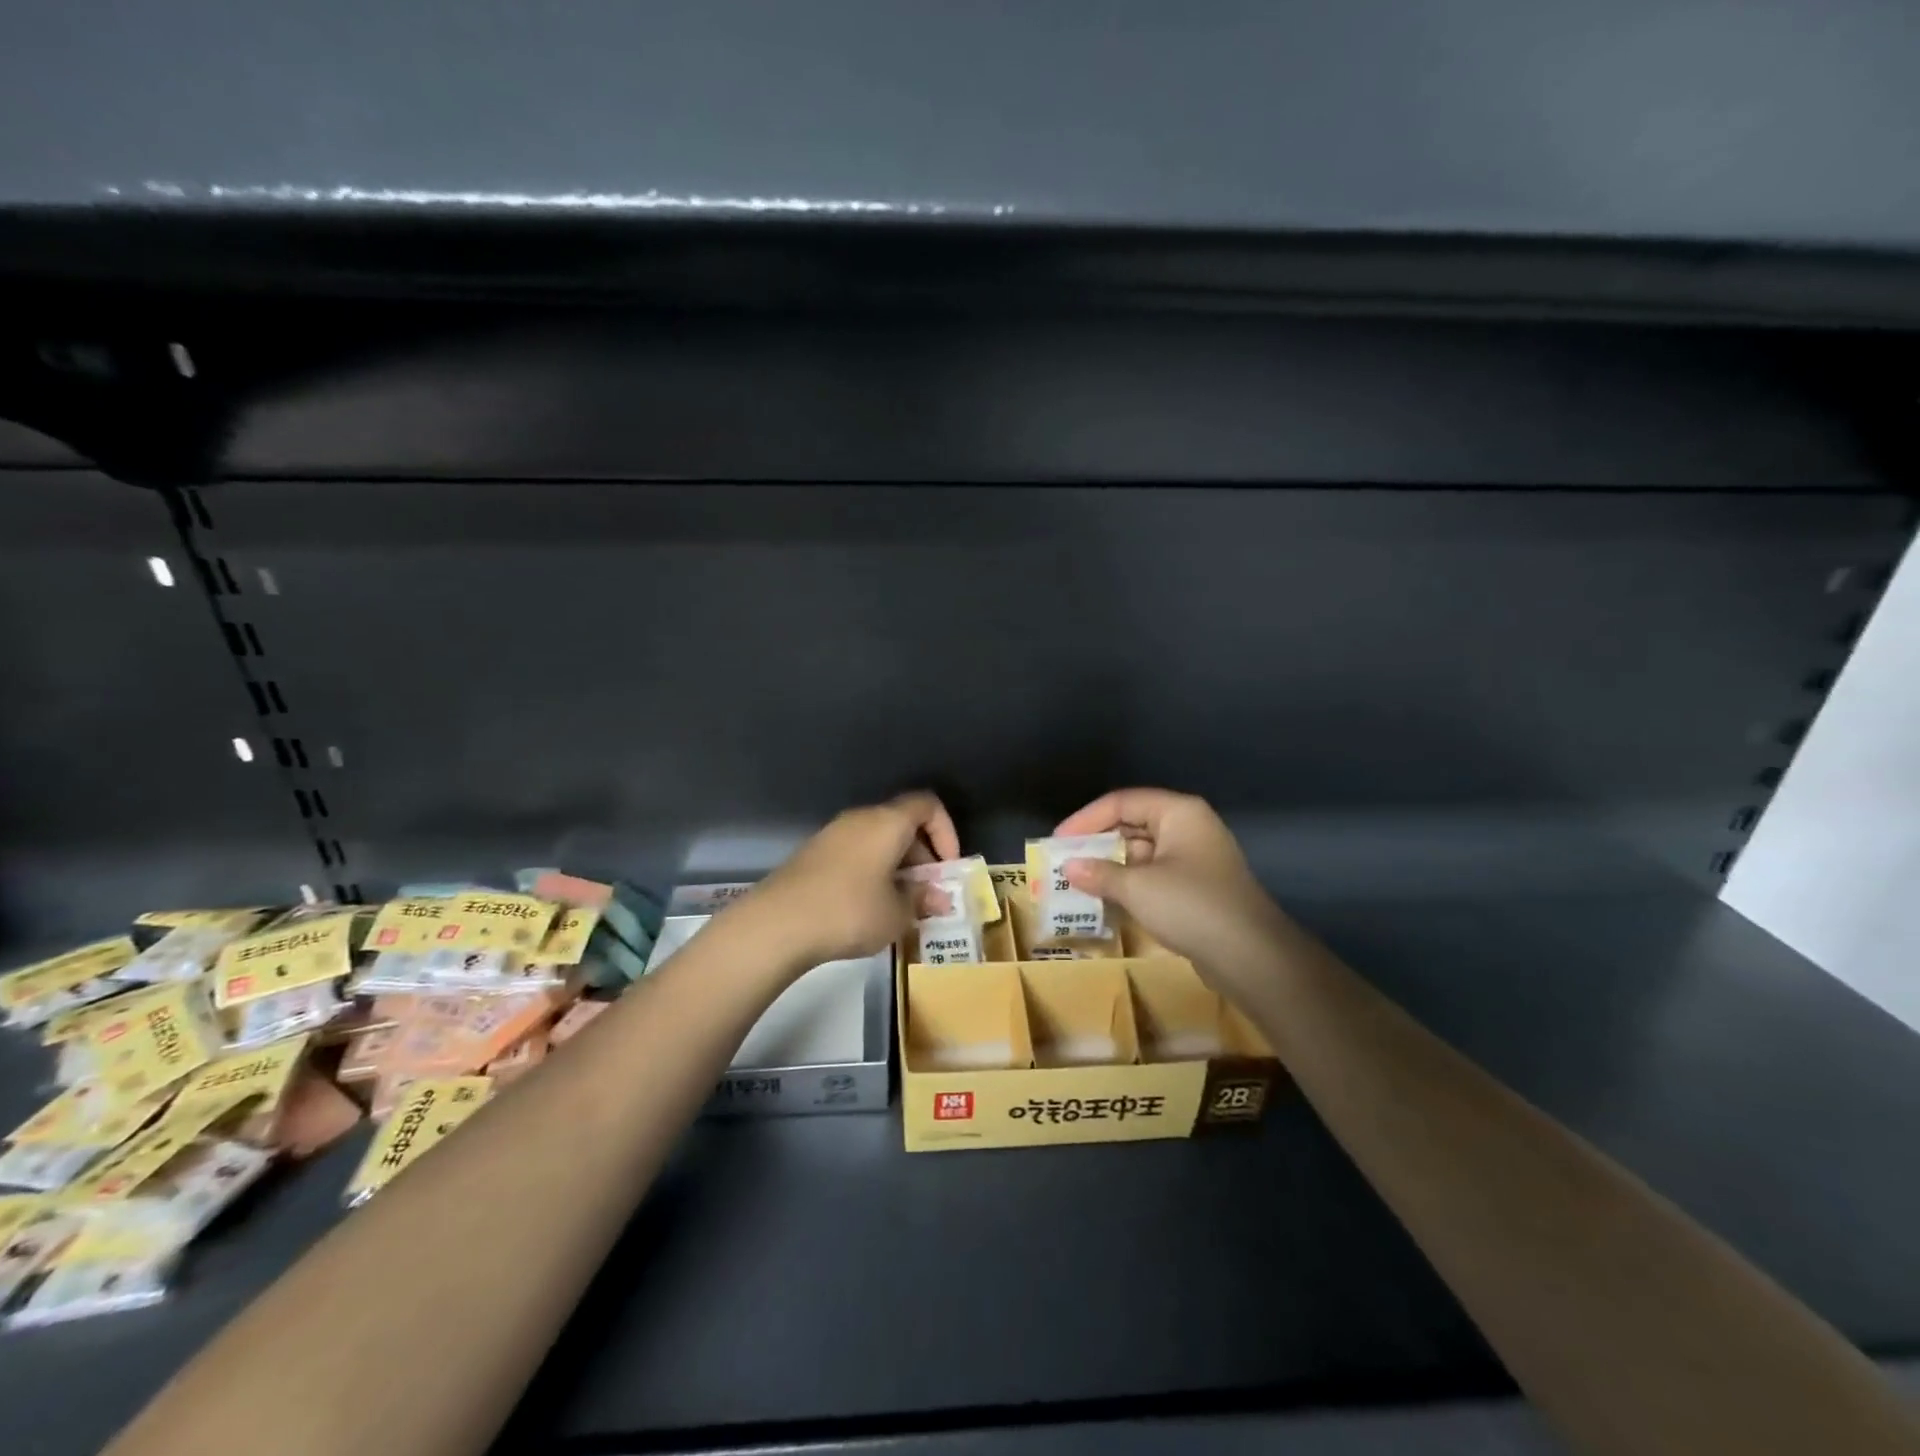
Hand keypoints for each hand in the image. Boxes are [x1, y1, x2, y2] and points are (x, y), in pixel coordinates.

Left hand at [749, 792, 960, 968]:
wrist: (777, 923)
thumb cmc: (849, 911)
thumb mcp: (896, 913)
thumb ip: (921, 900)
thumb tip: (937, 897)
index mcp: (887, 822)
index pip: (927, 805)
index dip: (946, 831)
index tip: (947, 867)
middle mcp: (860, 818)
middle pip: (902, 823)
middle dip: (922, 856)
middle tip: (928, 894)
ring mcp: (833, 835)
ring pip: (878, 840)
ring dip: (897, 867)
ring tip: (900, 906)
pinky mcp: (813, 855)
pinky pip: (855, 853)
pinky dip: (871, 872)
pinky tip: (868, 908)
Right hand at [1054, 789, 1286, 993]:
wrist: (1251, 957)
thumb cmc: (1191, 906)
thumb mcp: (1137, 888)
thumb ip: (1099, 873)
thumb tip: (1068, 867)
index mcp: (1178, 812)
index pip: (1122, 802)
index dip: (1085, 819)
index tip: (1058, 842)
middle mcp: (1188, 827)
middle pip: (1132, 824)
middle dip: (1097, 843)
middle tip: (1064, 861)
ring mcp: (1195, 858)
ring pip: (1142, 852)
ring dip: (1111, 866)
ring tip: (1078, 881)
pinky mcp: (1197, 888)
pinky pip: (1154, 875)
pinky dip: (1129, 884)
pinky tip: (1106, 899)